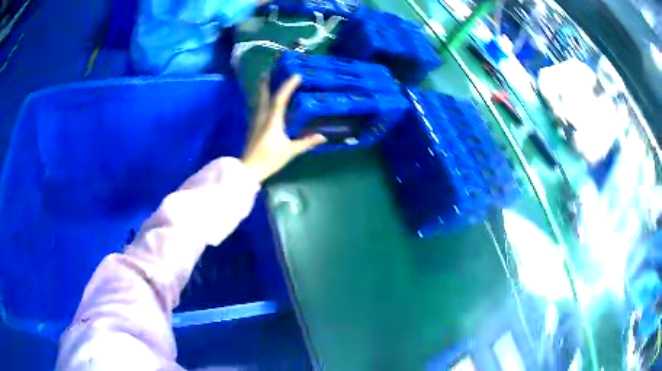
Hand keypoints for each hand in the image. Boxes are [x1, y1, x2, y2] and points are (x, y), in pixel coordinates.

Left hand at [242, 75, 325, 181]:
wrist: (249, 169)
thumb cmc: (270, 159)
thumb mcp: (291, 151)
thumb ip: (306, 142)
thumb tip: (323, 137)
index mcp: (272, 121)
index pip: (280, 99)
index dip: (288, 86)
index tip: (296, 75)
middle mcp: (262, 117)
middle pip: (263, 96)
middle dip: (266, 83)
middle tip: (268, 71)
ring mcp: (255, 122)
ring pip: (258, 101)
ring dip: (261, 90)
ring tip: (265, 81)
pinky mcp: (252, 128)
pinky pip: (257, 108)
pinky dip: (261, 100)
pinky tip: (263, 101)